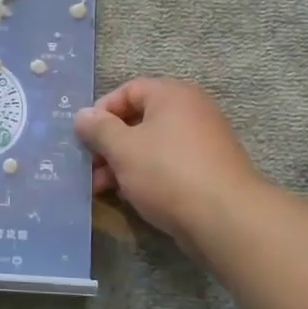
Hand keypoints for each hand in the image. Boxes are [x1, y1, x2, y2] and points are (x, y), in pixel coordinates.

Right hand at [73, 79, 260, 248]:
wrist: (225, 218)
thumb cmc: (167, 172)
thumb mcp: (122, 149)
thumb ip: (98, 129)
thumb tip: (82, 114)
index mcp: (172, 95)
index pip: (128, 90)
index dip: (101, 111)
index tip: (84, 137)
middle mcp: (191, 111)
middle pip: (139, 119)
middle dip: (109, 144)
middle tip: (89, 167)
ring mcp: (202, 142)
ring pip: (151, 146)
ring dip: (122, 163)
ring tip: (102, 188)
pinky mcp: (207, 170)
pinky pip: (167, 164)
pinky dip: (145, 176)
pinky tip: (128, 196)